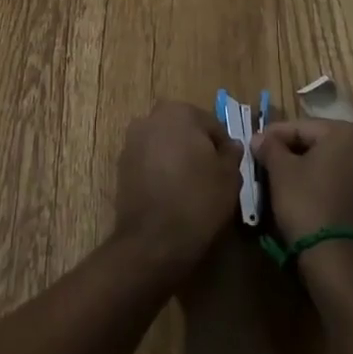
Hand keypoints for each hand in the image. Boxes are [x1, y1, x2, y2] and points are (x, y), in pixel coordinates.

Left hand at [114, 100, 242, 285]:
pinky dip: (160, 171)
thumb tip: (231, 145)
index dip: (223, 148)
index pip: (211, 125)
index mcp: (179, 112)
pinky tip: (170, 194)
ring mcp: (132, 142)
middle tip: (211, 177)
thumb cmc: (197, 201)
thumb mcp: (229, 177)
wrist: (152, 242)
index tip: (229, 170)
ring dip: (176, 158)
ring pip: (164, 145)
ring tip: (190, 187)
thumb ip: (231, 154)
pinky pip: (149, 162)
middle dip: (197, 148)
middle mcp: (150, 118)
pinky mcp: (121, 166)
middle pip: (184, 130)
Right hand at [252, 119, 352, 244]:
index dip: (274, 136)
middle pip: (318, 144)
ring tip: (280, 180)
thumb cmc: (308, 203)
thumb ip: (269, 147)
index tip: (254, 145)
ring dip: (306, 169)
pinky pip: (341, 183)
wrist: (340, 261)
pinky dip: (322, 185)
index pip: (301, 127)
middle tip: (265, 162)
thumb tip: (259, 138)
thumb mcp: (281, 171)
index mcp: (347, 132)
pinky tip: (302, 195)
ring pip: (330, 164)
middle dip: (291, 152)